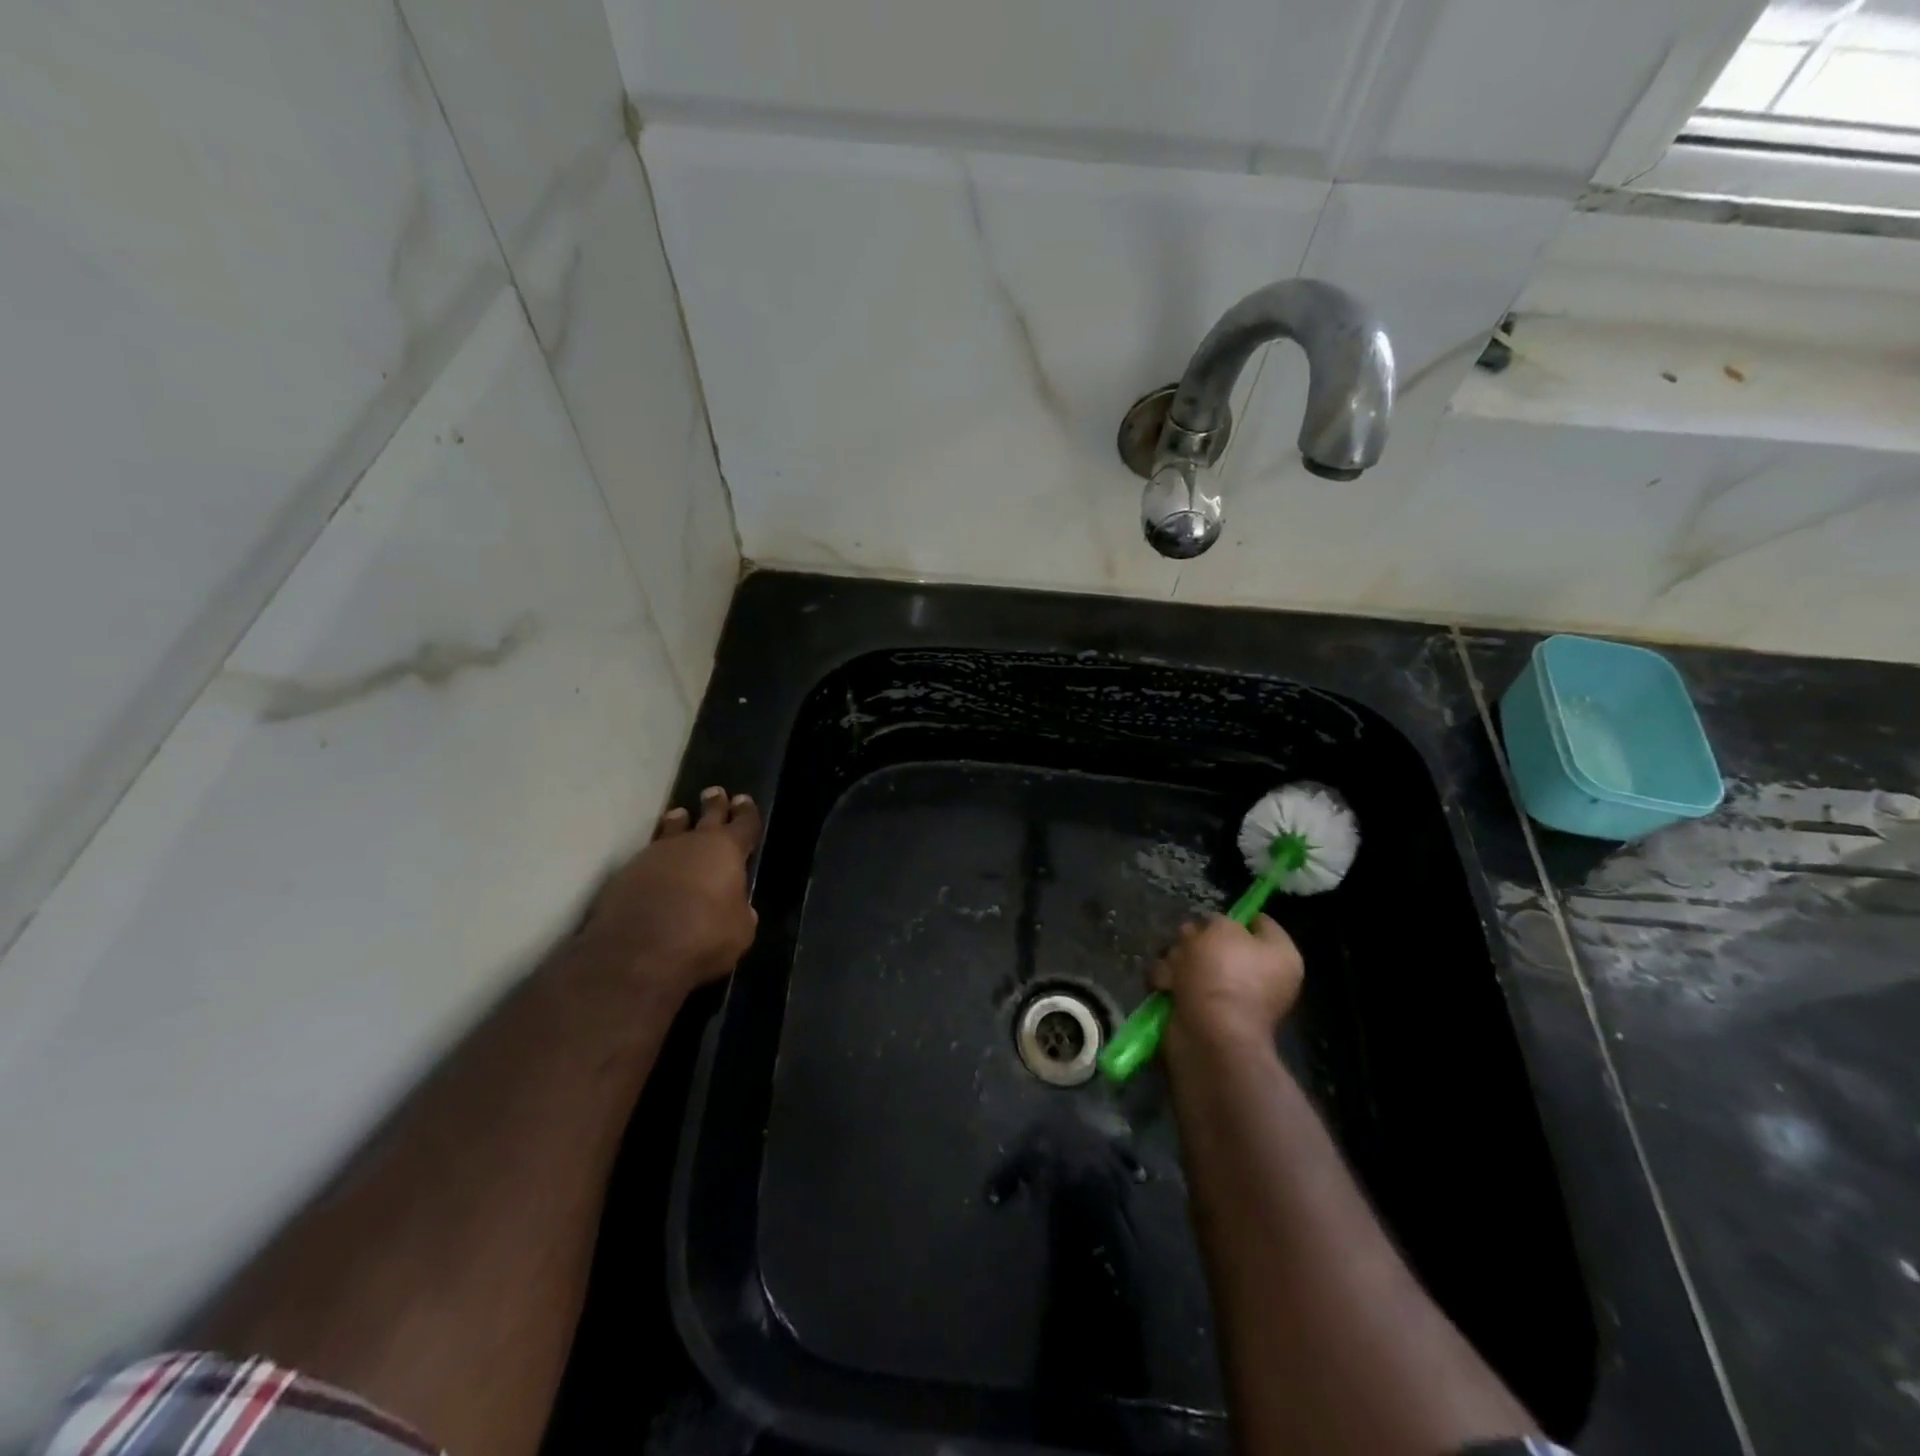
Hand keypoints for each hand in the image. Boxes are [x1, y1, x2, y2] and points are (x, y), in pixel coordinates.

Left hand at [581, 786, 761, 1001]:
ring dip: (677, 823)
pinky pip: (647, 858)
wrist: (636, 953)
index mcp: (726, 851)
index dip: (746, 813)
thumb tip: (737, 907)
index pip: (744, 824)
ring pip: (670, 830)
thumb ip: (741, 912)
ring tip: (678, 815)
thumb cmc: (703, 937)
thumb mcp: (740, 931)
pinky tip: (654, 867)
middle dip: (713, 804)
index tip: (743, 800)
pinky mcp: (625, 874)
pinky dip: (655, 860)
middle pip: (706, 815)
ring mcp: (654, 855)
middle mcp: (690, 844)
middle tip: (714, 792)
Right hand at [1151, 914, 1303, 1047]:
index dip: (1235, 915)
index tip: (1212, 915)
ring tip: (1175, 971)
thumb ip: (1217, 919)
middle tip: (1188, 944)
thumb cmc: (1225, 975)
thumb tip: (1209, 929)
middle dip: (1195, 940)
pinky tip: (1167, 986)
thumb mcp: (1222, 928)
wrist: (1209, 1033)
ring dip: (1177, 960)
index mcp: (1278, 956)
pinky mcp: (1201, 1010)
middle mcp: (1259, 976)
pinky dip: (1168, 982)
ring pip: (1192, 959)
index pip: (1259, 922)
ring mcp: (1228, 995)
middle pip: (1218, 941)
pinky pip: (1179, 982)